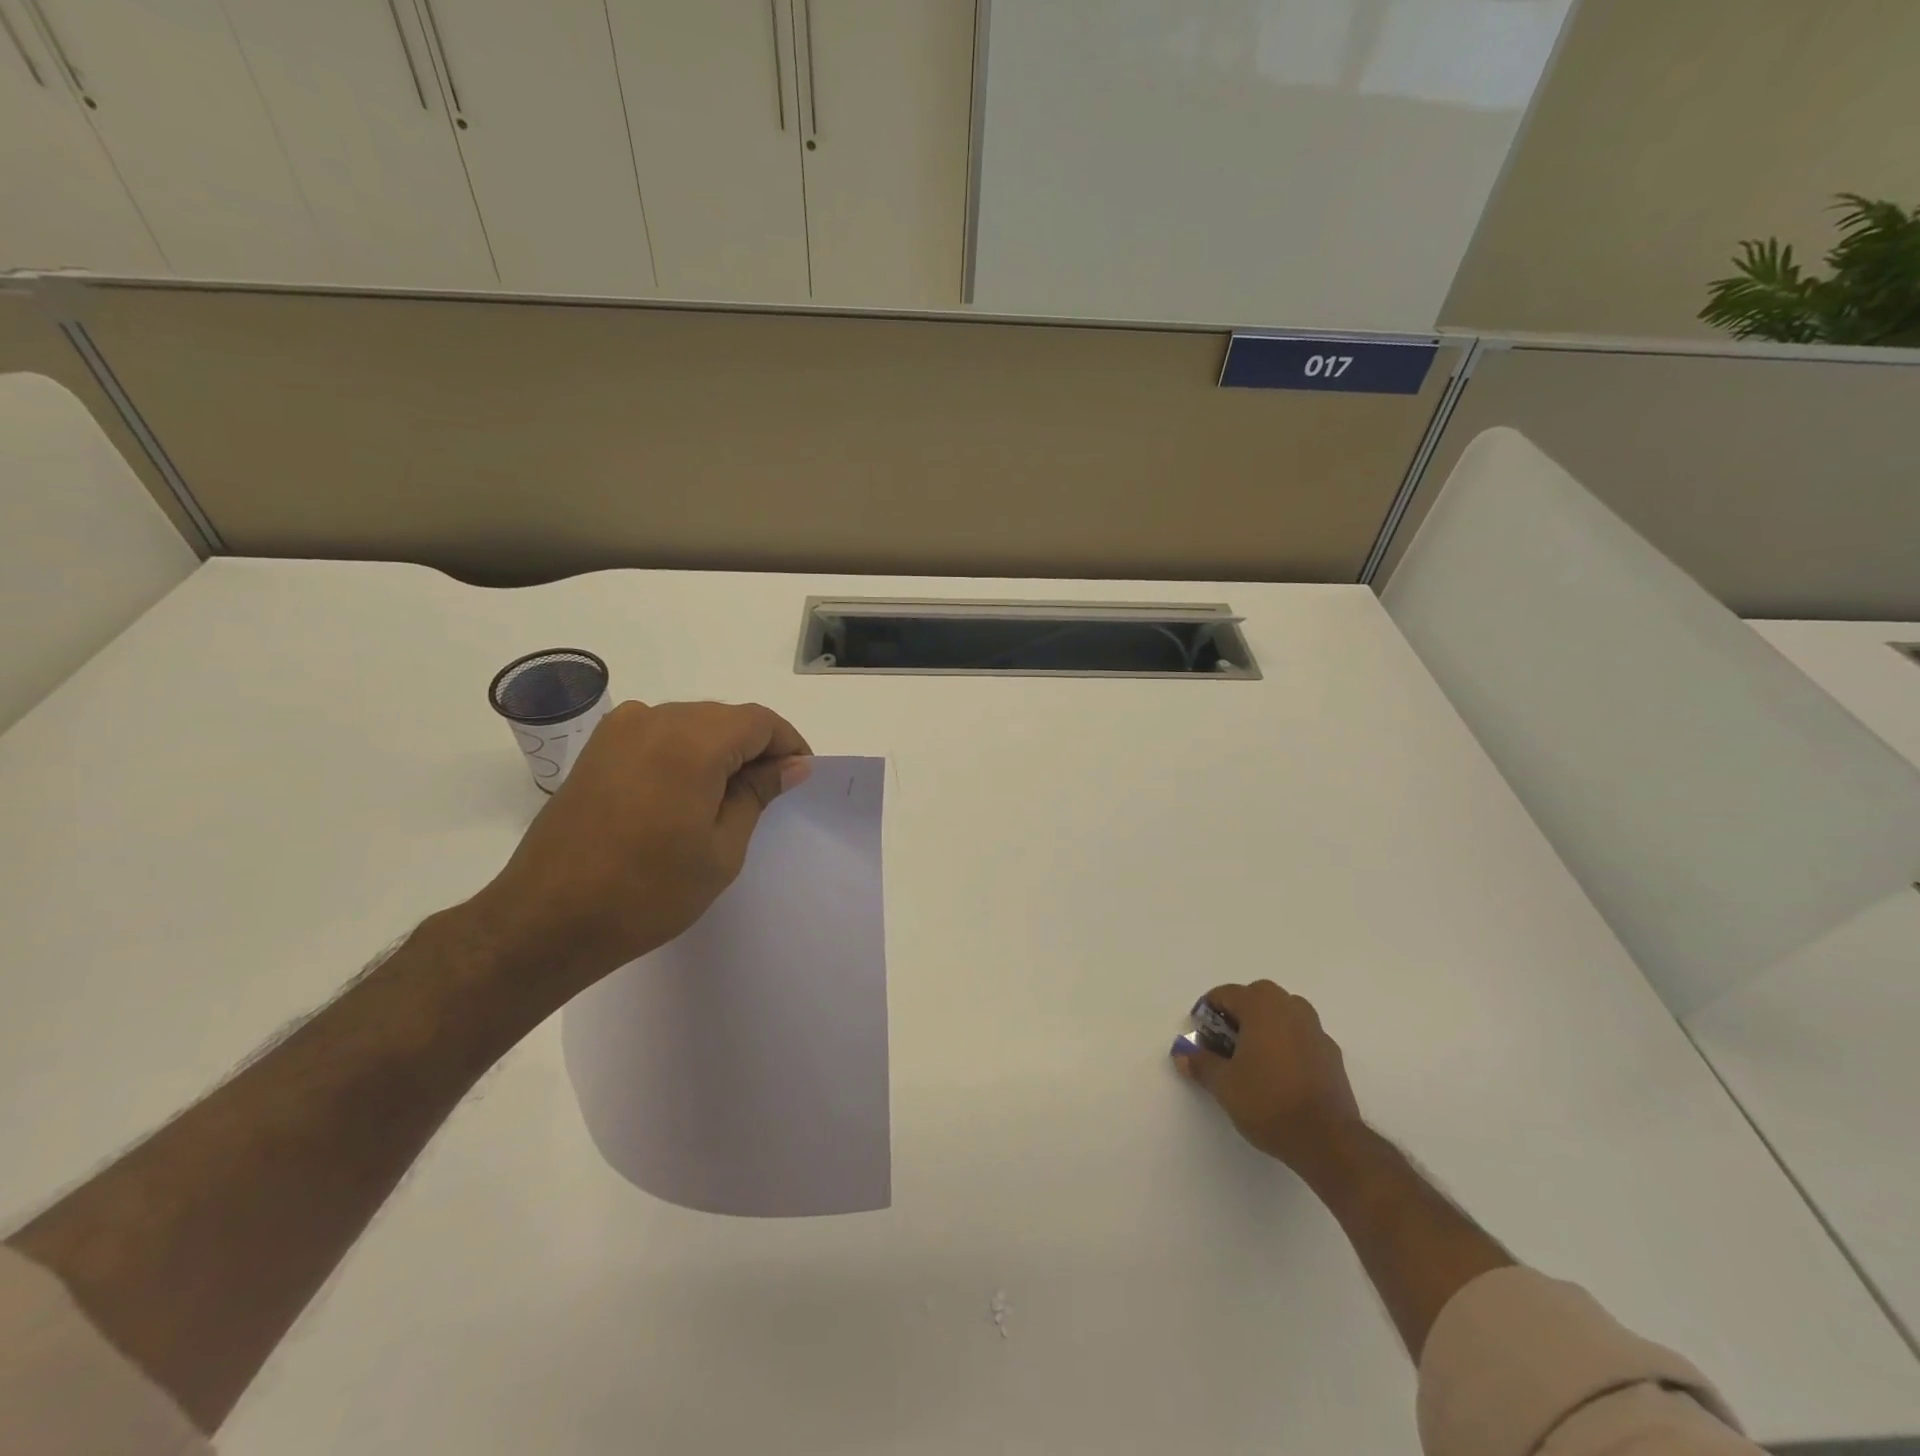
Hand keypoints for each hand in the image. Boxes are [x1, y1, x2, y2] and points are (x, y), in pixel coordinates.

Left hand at [468, 700, 811, 1001]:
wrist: (548, 918)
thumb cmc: (648, 891)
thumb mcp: (721, 849)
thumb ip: (758, 794)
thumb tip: (792, 765)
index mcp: (692, 743)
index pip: (759, 721)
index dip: (788, 744)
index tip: (801, 776)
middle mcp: (655, 720)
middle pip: (725, 716)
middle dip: (756, 747)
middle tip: (770, 792)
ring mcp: (619, 731)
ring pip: (692, 722)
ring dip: (720, 749)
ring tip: (728, 798)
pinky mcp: (598, 748)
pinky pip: (658, 733)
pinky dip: (684, 752)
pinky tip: (686, 792)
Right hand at [1173, 980, 1363, 1176]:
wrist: (1327, 1140)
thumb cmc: (1268, 1102)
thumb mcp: (1223, 1085)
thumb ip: (1200, 1063)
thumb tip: (1182, 1054)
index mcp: (1261, 1006)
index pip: (1226, 994)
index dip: (1208, 1012)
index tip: (1201, 1037)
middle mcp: (1290, 1008)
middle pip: (1256, 997)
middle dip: (1237, 1015)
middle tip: (1225, 1044)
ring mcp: (1316, 1029)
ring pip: (1282, 1014)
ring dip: (1265, 1026)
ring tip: (1252, 1057)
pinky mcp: (1332, 1054)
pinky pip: (1301, 1036)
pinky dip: (1286, 1043)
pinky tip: (1280, 1074)